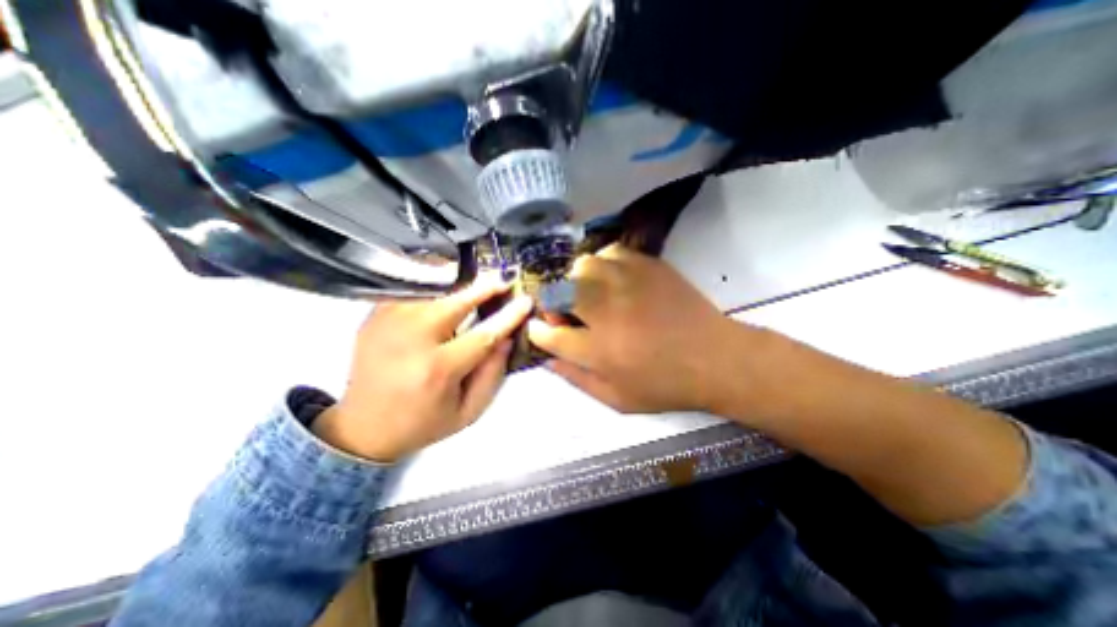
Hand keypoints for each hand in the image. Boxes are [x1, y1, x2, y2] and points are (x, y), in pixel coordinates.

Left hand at [311, 278, 534, 462]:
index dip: (508, 316)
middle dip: (483, 289)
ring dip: (459, 286)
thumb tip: (506, 337)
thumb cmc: (423, 423)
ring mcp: (387, 324)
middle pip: (454, 303)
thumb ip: (492, 374)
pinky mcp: (373, 317)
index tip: (525, 301)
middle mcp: (411, 341)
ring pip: (432, 292)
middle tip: (502, 281)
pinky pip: (411, 292)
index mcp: (437, 370)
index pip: (483, 334)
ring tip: (478, 285)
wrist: (363, 429)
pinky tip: (447, 291)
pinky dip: (433, 287)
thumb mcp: (468, 412)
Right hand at [530, 244, 744, 414]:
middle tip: (567, 312)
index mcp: (599, 351)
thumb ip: (577, 380)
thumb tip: (547, 360)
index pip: (550, 335)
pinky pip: (612, 252)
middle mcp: (608, 313)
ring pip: (583, 266)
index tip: (538, 328)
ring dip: (577, 280)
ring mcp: (629, 285)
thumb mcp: (617, 399)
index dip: (538, 331)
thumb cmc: (666, 385)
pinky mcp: (649, 267)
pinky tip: (611, 277)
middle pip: (560, 292)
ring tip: (589, 292)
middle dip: (554, 303)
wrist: (716, 359)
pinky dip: (603, 262)